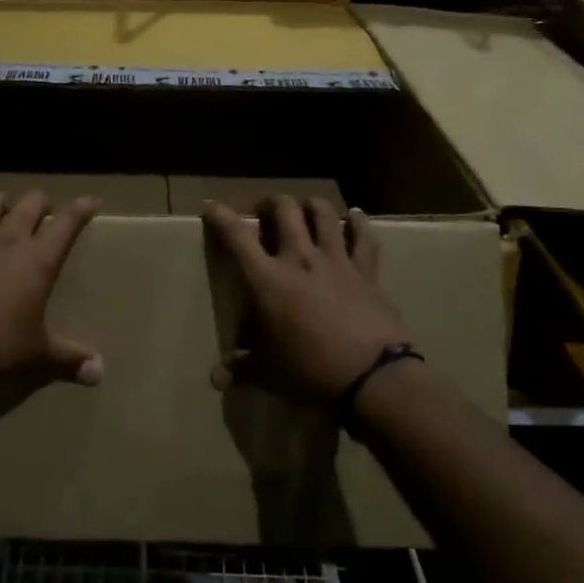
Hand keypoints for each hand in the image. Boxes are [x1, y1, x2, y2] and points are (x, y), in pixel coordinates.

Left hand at [0, 191, 102, 397]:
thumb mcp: (38, 354)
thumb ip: (71, 357)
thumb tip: (100, 372)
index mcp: (39, 261)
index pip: (68, 222)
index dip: (82, 208)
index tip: (91, 201)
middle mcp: (10, 238)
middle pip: (32, 201)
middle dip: (42, 203)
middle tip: (42, 215)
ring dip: (4, 203)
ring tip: (4, 214)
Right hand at [201, 195, 407, 403]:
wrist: (371, 377)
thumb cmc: (309, 371)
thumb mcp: (268, 373)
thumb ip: (241, 368)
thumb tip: (216, 378)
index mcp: (267, 279)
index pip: (237, 236)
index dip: (221, 216)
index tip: (212, 207)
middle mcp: (300, 258)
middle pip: (284, 210)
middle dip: (271, 203)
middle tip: (266, 212)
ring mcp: (335, 261)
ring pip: (323, 214)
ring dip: (311, 205)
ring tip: (305, 207)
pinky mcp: (366, 271)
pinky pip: (364, 237)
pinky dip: (359, 222)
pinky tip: (356, 214)